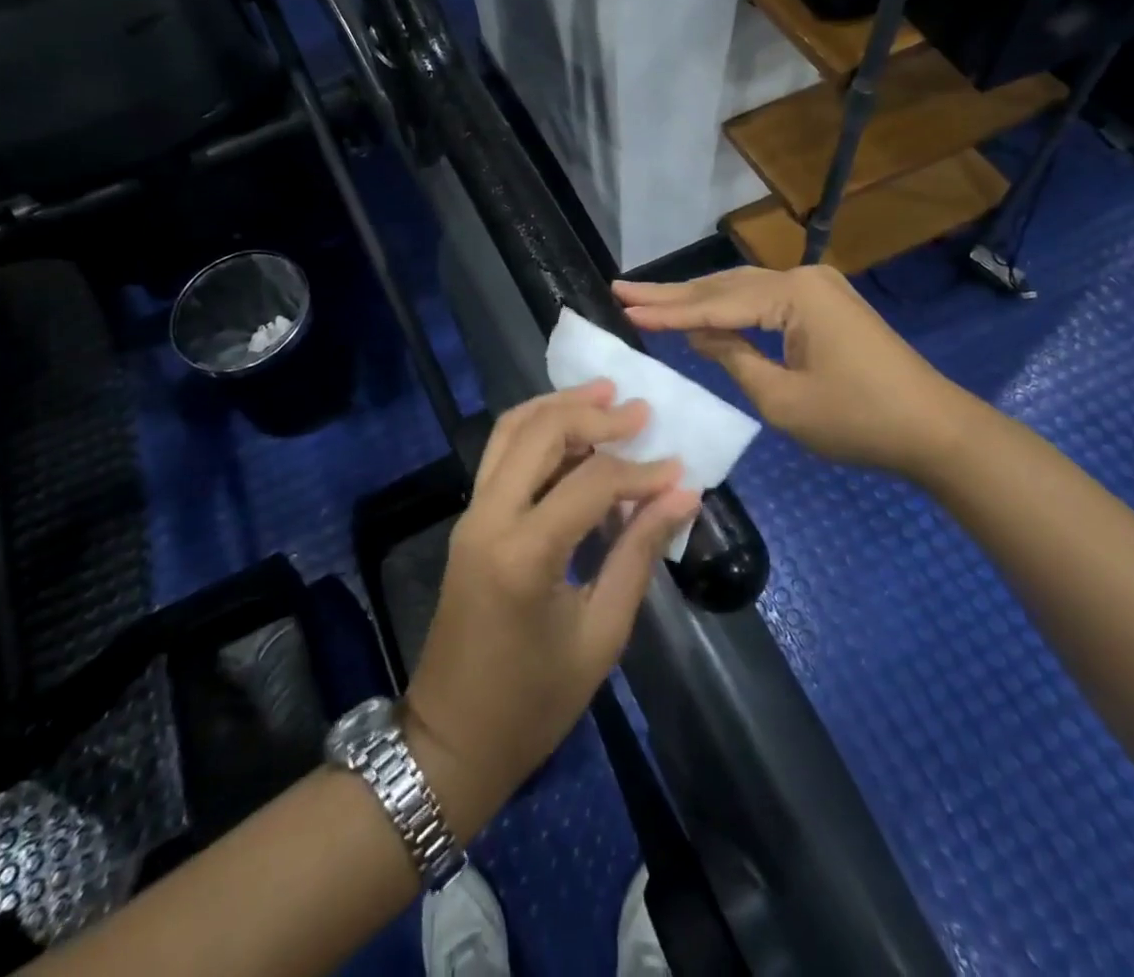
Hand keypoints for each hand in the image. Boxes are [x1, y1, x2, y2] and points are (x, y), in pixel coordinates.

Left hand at [403, 382, 700, 840]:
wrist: (452, 738)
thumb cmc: (534, 703)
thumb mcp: (601, 634)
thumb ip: (638, 554)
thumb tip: (682, 495)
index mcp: (523, 553)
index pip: (590, 482)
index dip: (640, 471)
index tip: (680, 469)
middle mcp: (488, 518)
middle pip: (539, 433)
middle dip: (592, 412)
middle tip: (639, 409)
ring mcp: (471, 514)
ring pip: (510, 431)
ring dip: (558, 407)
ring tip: (603, 395)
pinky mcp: (470, 520)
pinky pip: (501, 455)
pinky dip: (538, 431)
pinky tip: (573, 433)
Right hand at [614, 266, 973, 480]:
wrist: (936, 430)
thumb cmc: (858, 420)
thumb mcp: (783, 399)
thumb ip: (734, 358)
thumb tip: (700, 334)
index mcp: (794, 295)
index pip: (715, 303)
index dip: (667, 311)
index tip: (623, 306)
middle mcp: (804, 278)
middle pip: (725, 285)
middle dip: (673, 294)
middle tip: (623, 289)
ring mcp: (818, 289)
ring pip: (743, 290)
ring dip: (698, 298)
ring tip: (648, 298)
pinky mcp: (825, 305)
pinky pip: (765, 302)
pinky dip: (729, 308)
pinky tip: (701, 312)